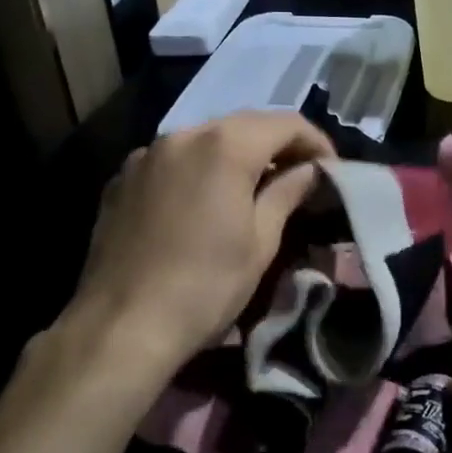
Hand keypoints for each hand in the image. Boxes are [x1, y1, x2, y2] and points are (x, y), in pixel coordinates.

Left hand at [52, 112, 334, 385]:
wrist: (120, 329)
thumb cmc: (205, 286)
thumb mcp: (261, 242)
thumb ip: (288, 192)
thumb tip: (310, 170)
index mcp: (225, 145)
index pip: (286, 123)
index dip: (316, 142)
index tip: (331, 171)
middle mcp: (183, 135)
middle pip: (245, 124)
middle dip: (278, 145)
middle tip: (300, 177)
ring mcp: (147, 155)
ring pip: (206, 139)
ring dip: (238, 154)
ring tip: (255, 188)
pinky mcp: (122, 179)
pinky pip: (173, 160)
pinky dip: (199, 168)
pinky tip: (205, 202)